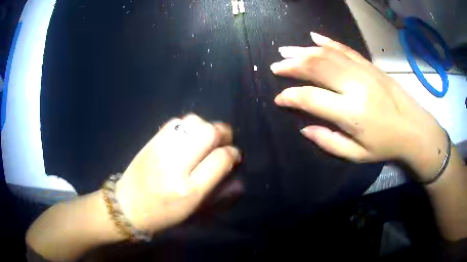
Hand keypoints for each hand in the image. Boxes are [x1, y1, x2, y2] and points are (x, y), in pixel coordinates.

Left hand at [116, 114, 240, 233]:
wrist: (128, 206)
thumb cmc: (164, 215)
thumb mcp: (195, 212)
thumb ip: (219, 191)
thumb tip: (236, 169)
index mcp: (189, 190)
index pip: (220, 159)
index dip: (233, 153)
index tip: (234, 154)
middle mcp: (175, 166)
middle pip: (208, 133)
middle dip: (223, 133)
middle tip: (223, 141)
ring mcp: (161, 150)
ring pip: (193, 122)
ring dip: (206, 127)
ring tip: (206, 138)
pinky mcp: (151, 141)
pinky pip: (175, 122)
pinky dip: (188, 125)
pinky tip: (188, 136)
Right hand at [270, 32, 446, 180]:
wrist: (414, 128)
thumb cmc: (386, 145)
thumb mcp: (357, 155)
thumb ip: (328, 142)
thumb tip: (304, 128)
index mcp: (351, 113)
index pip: (311, 98)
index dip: (290, 97)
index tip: (278, 99)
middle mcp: (355, 86)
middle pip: (316, 68)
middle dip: (291, 65)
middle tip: (276, 66)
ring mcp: (363, 71)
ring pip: (327, 54)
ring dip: (303, 51)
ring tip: (285, 50)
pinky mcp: (370, 65)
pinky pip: (345, 49)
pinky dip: (327, 42)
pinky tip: (313, 37)